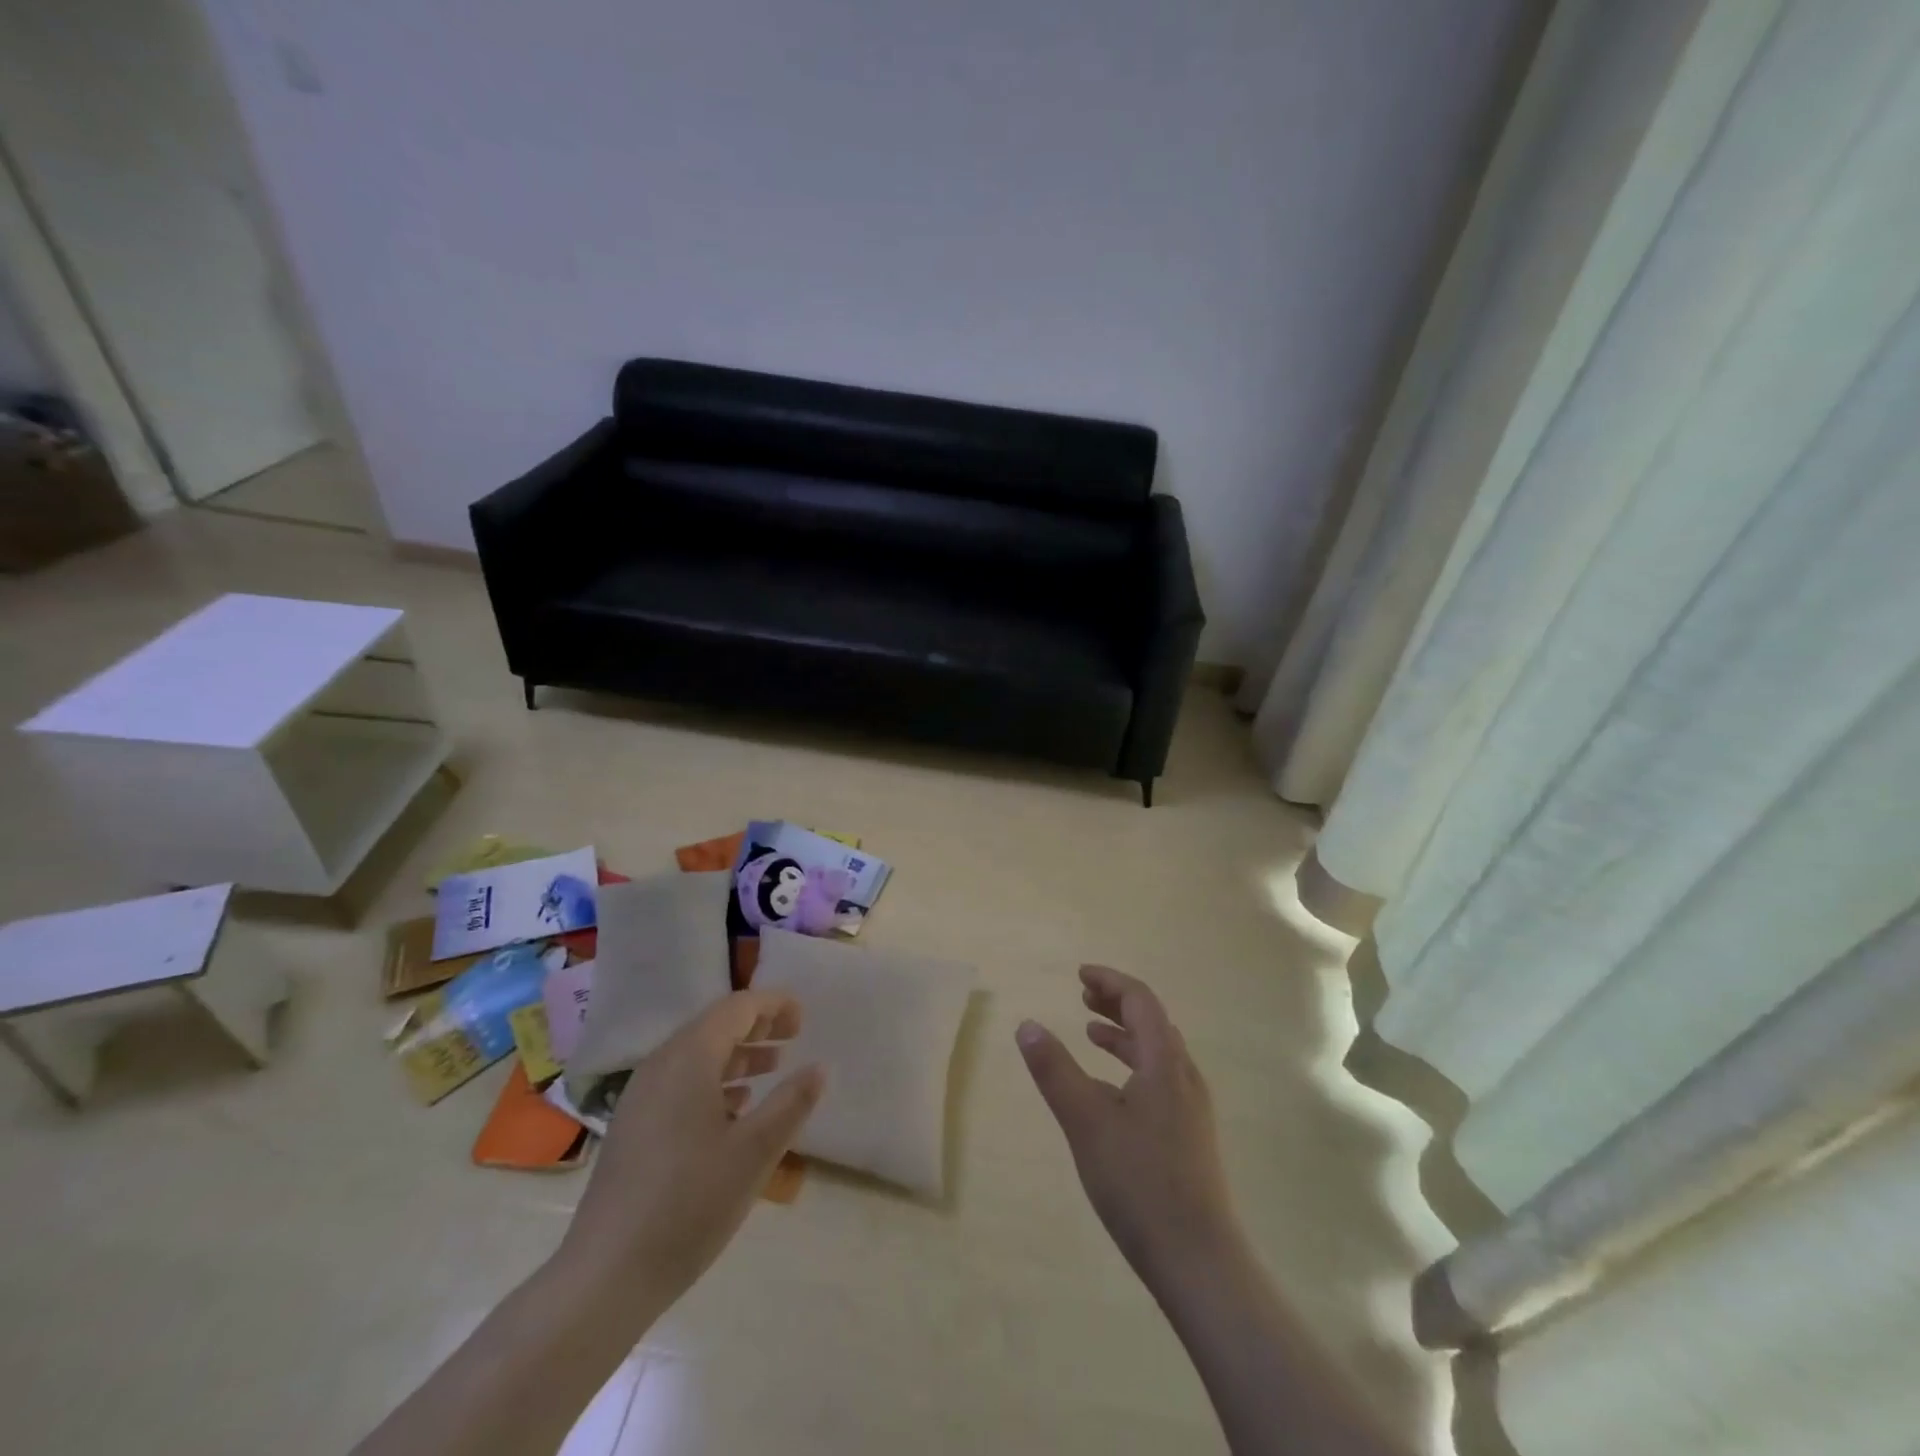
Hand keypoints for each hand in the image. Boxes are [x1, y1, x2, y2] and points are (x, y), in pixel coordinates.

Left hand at [557, 990, 824, 1317]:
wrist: (606, 1276)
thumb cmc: (689, 1203)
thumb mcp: (755, 1151)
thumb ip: (791, 1103)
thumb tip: (819, 1067)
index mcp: (689, 1058)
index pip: (736, 1008)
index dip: (773, 1006)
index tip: (803, 1021)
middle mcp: (661, 1065)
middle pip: (714, 1026)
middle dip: (757, 1027)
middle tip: (793, 1038)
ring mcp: (641, 1097)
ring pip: (697, 1055)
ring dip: (738, 1055)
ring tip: (772, 1068)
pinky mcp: (633, 1127)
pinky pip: (680, 1083)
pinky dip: (714, 1080)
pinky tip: (735, 1109)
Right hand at [1017, 966, 1242, 1289]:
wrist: (1198, 1260)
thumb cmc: (1139, 1182)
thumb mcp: (1085, 1121)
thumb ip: (1054, 1070)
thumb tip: (1027, 1024)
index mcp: (1164, 1062)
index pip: (1141, 1000)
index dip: (1110, 981)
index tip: (1080, 975)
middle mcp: (1184, 1076)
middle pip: (1152, 1021)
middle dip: (1116, 1004)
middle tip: (1082, 997)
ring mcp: (1191, 1108)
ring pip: (1157, 1052)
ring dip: (1124, 1034)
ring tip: (1090, 1035)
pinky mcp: (1189, 1135)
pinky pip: (1159, 1078)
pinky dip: (1132, 1065)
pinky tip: (1109, 1090)